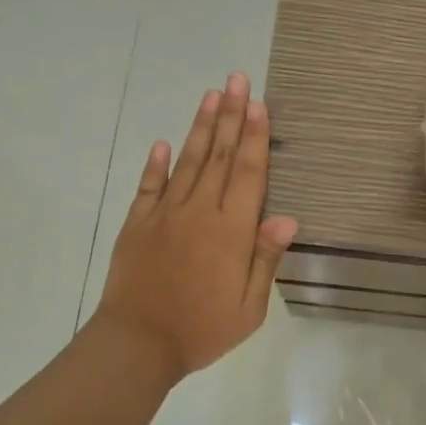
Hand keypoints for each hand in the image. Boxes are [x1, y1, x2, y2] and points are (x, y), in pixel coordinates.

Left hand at [94, 73, 297, 380]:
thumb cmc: (202, 329)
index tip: (258, 104)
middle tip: (236, 79)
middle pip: (220, 155)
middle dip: (231, 115)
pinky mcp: (138, 223)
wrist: (137, 344)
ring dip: (201, 127)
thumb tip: (288, 216)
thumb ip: (266, 258)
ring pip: (188, 161)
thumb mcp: (249, 307)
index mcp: (231, 231)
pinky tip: (163, 143)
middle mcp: (200, 211)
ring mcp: (165, 214)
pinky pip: (149, 186)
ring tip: (211, 95)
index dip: (255, 136)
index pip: (248, 173)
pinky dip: (156, 163)